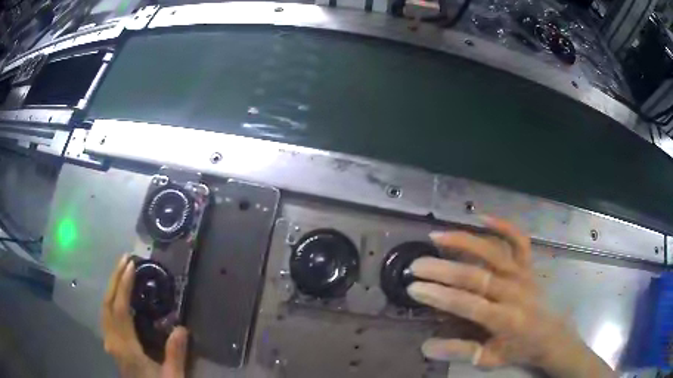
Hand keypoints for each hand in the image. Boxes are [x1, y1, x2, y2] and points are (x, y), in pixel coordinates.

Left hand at [102, 254, 188, 377]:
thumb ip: (175, 354)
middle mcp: (112, 341)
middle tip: (125, 259)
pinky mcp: (112, 344)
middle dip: (114, 279)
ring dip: (111, 287)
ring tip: (122, 271)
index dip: (123, 286)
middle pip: (107, 303)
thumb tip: (181, 328)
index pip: (119, 309)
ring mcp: (110, 342)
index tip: (132, 266)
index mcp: (126, 348)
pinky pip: (106, 315)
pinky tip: (118, 295)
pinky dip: (110, 299)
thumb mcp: (172, 377)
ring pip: (104, 308)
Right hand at [408, 217, 614, 377]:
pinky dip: (502, 225)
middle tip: (416, 265)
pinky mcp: (529, 264)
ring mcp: (523, 274)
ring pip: (493, 252)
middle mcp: (514, 292)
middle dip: (442, 270)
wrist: (550, 335)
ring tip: (437, 236)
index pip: (468, 304)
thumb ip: (459, 351)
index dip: (440, 296)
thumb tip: (426, 346)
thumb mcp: (489, 358)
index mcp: (505, 319)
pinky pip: (518, 240)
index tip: (414, 288)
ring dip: (464, 242)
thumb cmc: (519, 349)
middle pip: (476, 276)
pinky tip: (481, 217)